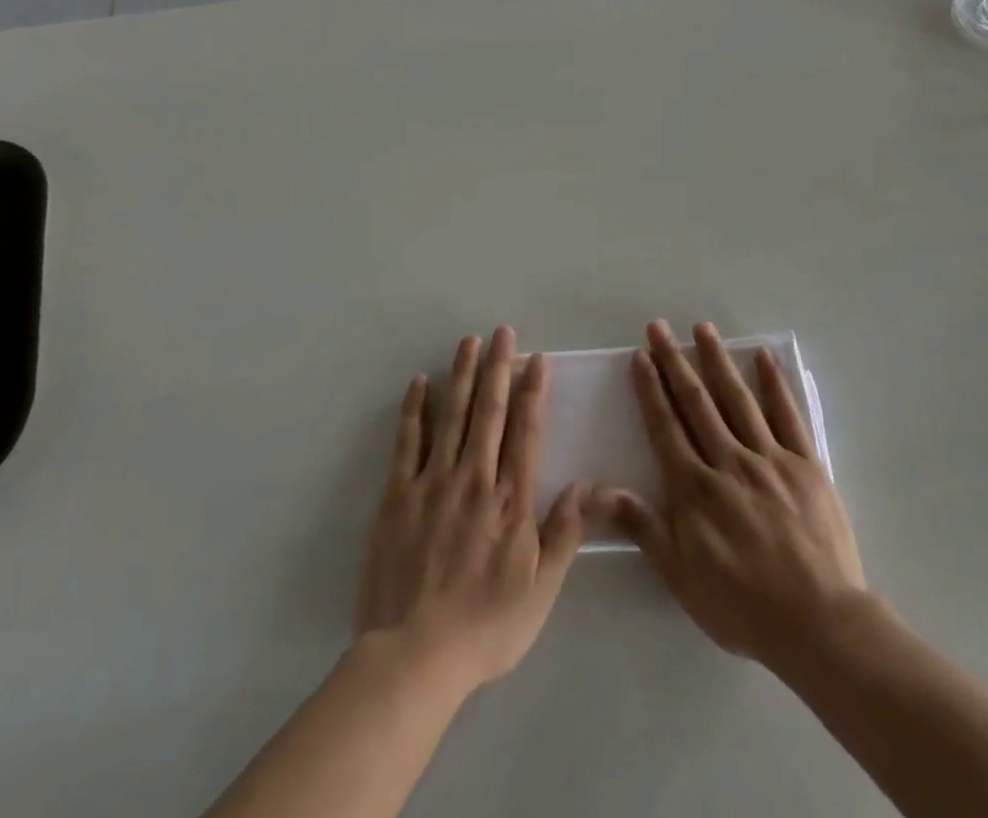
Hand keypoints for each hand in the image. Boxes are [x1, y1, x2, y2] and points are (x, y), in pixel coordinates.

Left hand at [354, 327, 585, 694]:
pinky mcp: (398, 495)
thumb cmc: (485, 626)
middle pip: (489, 411)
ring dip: (461, 375)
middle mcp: (474, 478)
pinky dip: (414, 410)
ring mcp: (433, 482)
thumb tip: (590, 485)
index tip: (536, 358)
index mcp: (510, 500)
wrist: (414, 656)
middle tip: (502, 332)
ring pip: (451, 415)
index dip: (533, 391)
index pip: (525, 431)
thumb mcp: (541, 590)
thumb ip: (566, 533)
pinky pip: (408, 442)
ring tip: (468, 342)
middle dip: (498, 367)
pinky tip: (419, 383)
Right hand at [596, 320, 865, 671]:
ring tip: (702, 328)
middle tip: (659, 327)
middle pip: (697, 402)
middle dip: (675, 361)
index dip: (651, 389)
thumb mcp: (681, 576)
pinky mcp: (806, 463)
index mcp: (696, 487)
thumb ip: (644, 527)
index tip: (640, 356)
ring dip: (717, 360)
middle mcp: (729, 461)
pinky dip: (774, 383)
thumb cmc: (743, 605)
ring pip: (737, 398)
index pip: (666, 426)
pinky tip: (762, 357)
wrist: (819, 623)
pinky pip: (787, 414)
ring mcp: (770, 458)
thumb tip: (602, 490)